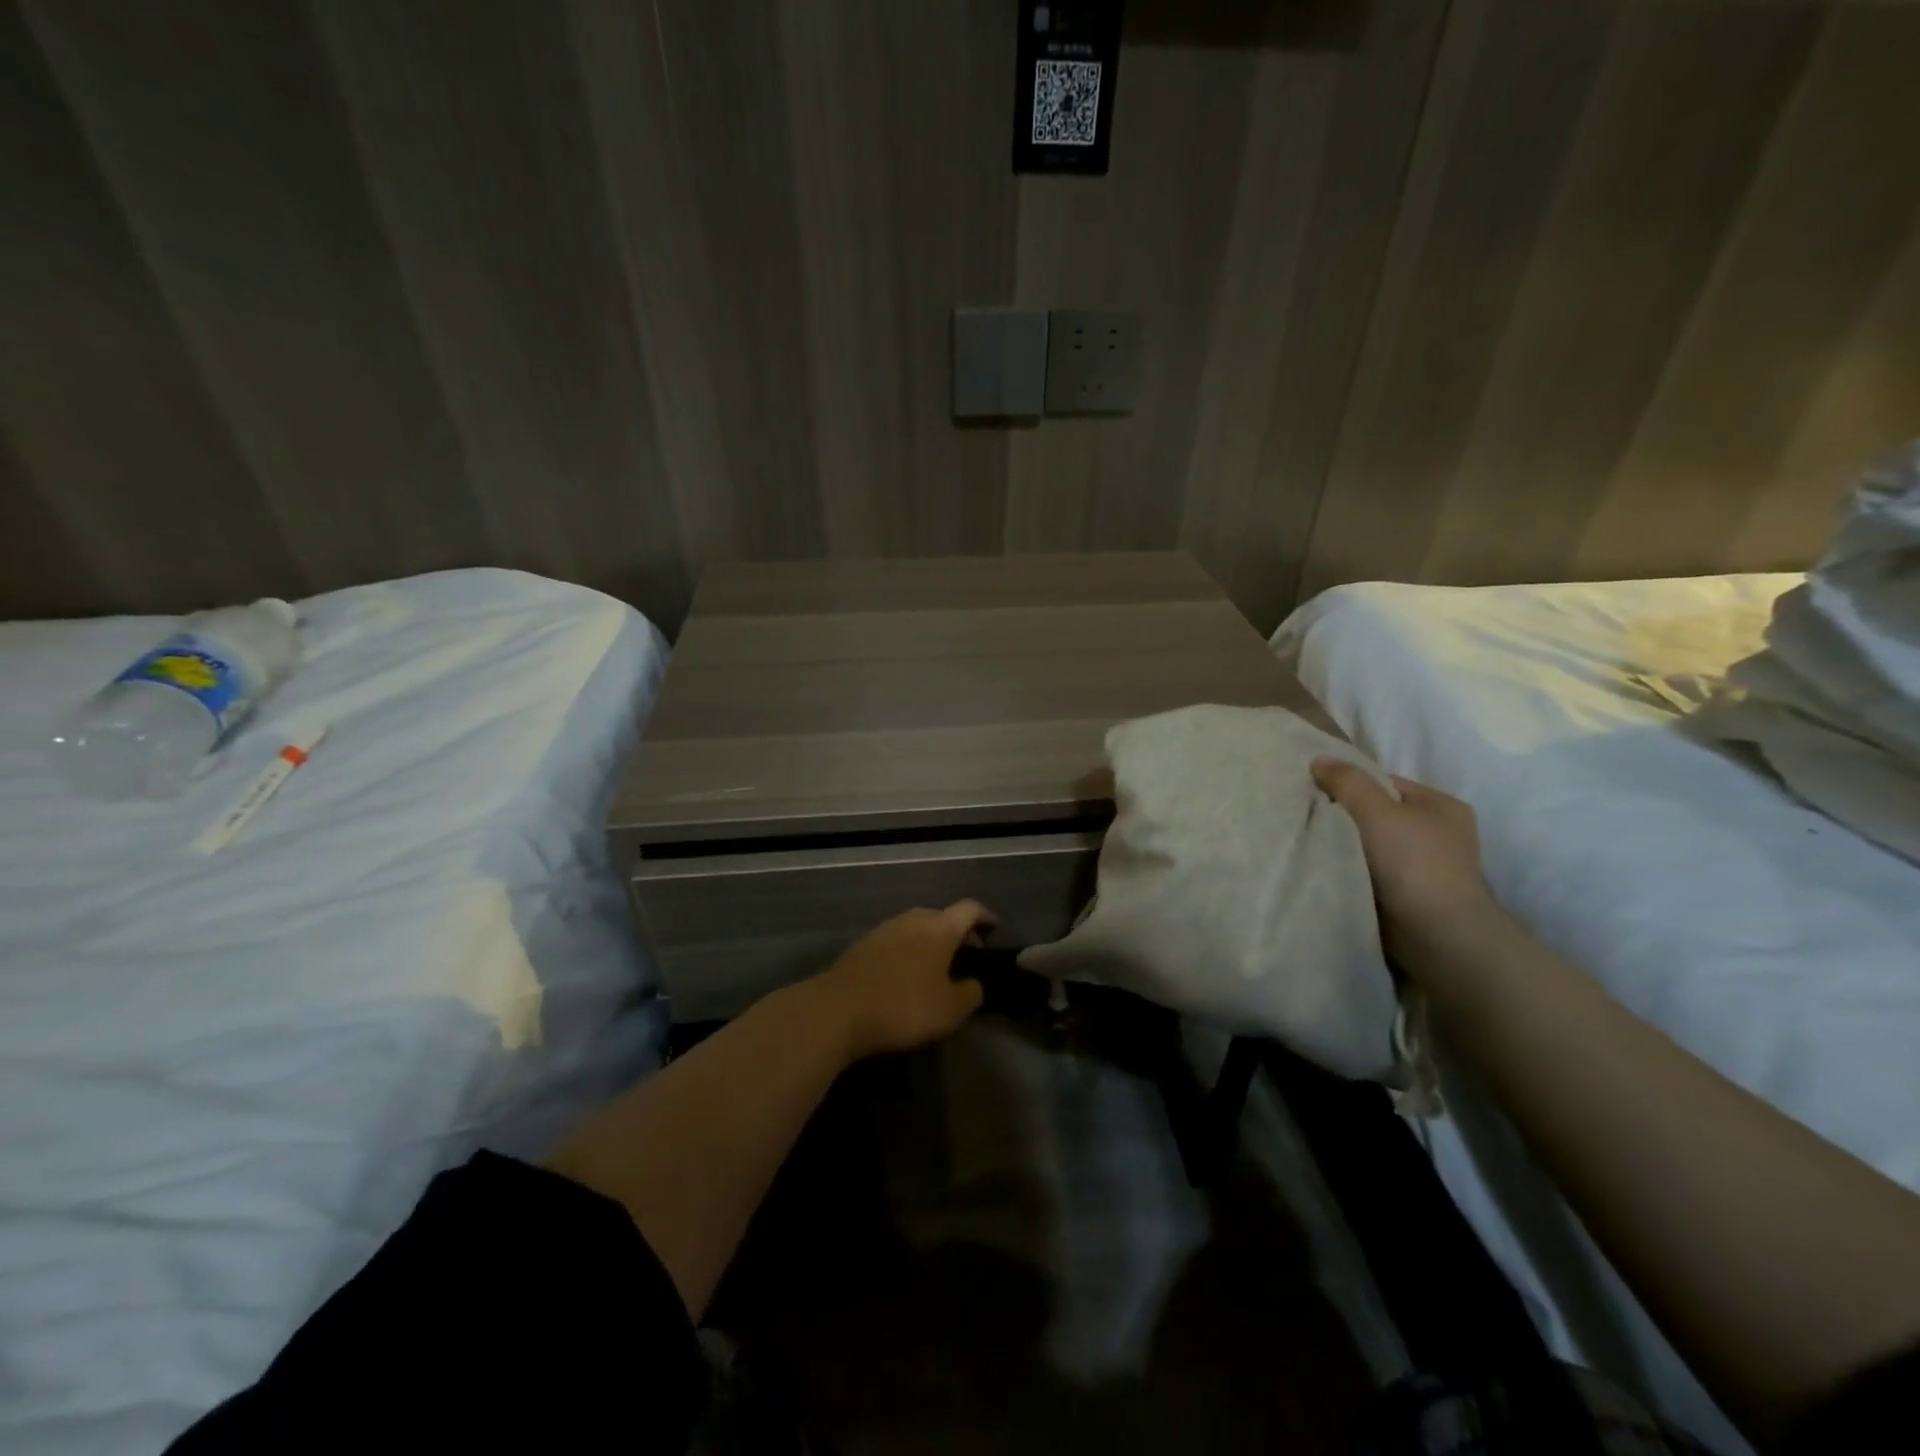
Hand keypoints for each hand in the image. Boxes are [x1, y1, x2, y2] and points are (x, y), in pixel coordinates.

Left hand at [807, 901, 996, 1058]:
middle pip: (941, 915)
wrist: (838, 1010)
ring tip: (937, 964)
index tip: (994, 927)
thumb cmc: (903, 1006)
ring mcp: (884, 930)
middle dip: (957, 930)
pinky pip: (895, 940)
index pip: (969, 909)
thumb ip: (970, 994)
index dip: (985, 916)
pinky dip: (908, 950)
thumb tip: (974, 984)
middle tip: (968, 950)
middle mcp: (912, 919)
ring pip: (916, 926)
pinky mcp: (862, 945)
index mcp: (939, 928)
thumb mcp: (950, 1010)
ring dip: (930, 940)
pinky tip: (906, 973)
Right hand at [1310, 758, 1500, 958]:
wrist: (1436, 934)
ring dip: (1348, 847)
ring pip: (1373, 845)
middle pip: (1378, 813)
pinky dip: (1353, 870)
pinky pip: (1373, 872)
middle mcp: (1440, 832)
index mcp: (1441, 805)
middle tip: (1310, 819)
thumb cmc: (1412, 862)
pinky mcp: (1413, 896)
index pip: (1385, 783)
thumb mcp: (1375, 809)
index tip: (1315, 794)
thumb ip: (1346, 781)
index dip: (1349, 785)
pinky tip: (1331, 870)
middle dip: (1345, 817)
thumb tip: (1319, 760)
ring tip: (1316, 846)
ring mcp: (1428, 867)